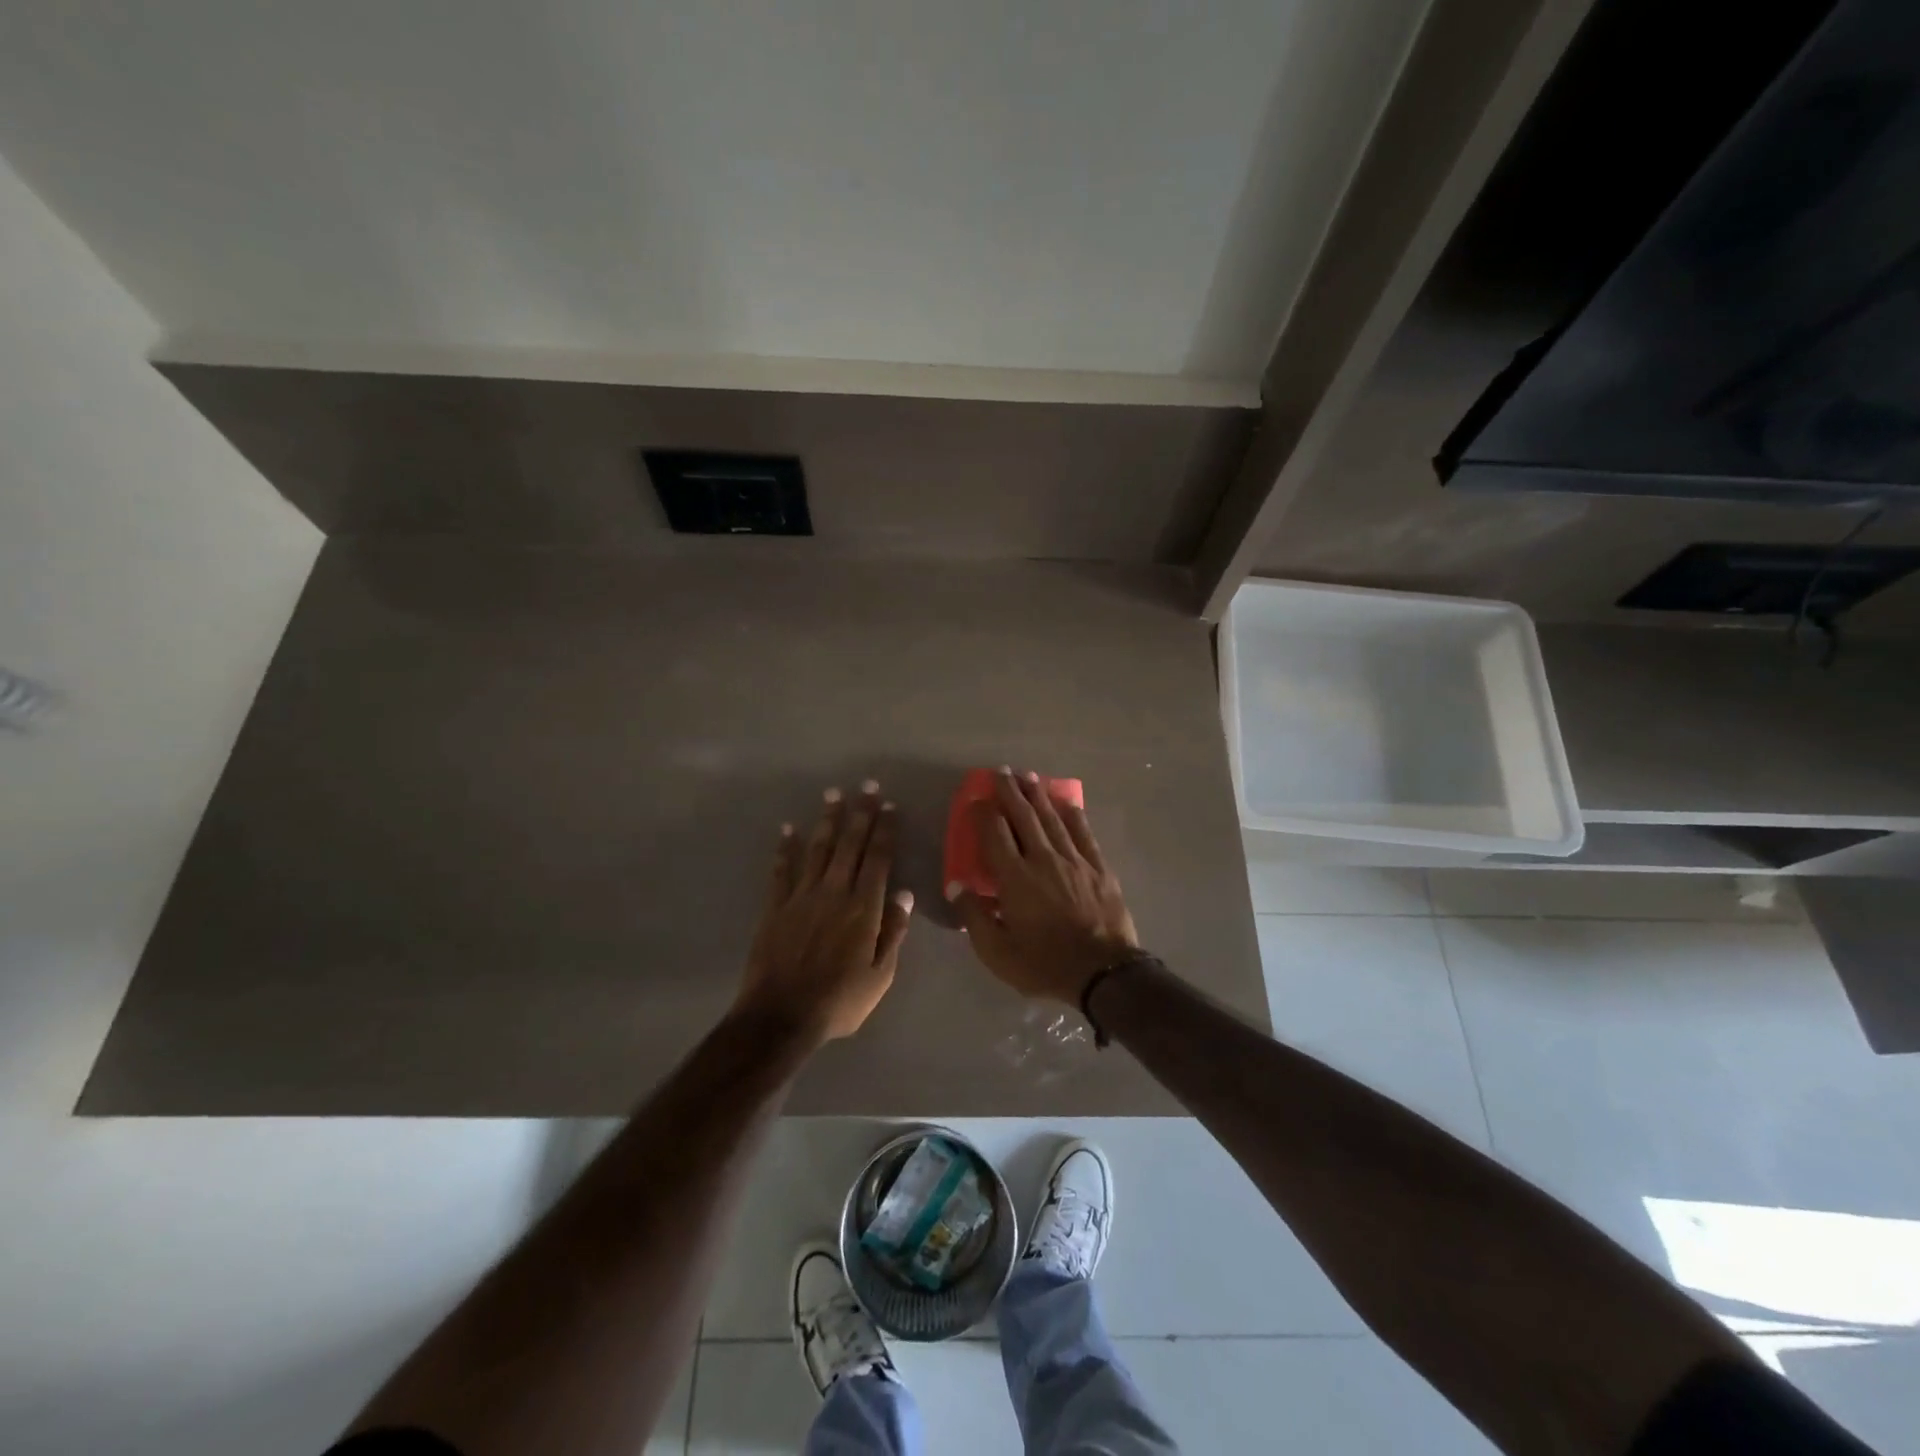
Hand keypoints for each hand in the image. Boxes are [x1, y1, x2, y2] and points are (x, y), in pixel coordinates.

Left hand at [735, 781, 913, 1043]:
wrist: (781, 1016)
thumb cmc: (840, 1001)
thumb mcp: (880, 975)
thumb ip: (893, 932)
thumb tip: (905, 895)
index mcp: (863, 908)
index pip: (877, 859)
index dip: (884, 831)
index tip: (889, 806)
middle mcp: (834, 893)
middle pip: (849, 845)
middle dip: (860, 813)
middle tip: (866, 786)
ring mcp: (802, 897)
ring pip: (817, 849)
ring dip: (827, 821)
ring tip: (833, 794)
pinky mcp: (776, 907)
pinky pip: (782, 871)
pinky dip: (784, 849)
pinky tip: (787, 829)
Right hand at [947, 767, 1137, 1004]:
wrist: (1104, 973)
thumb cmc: (1044, 964)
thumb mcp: (997, 952)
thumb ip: (974, 916)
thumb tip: (956, 885)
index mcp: (1015, 878)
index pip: (995, 834)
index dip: (984, 813)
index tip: (976, 798)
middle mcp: (1043, 859)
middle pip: (1024, 816)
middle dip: (1010, 791)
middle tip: (1002, 771)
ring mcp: (1074, 860)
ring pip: (1053, 819)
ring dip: (1038, 795)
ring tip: (1028, 775)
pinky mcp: (1099, 868)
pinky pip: (1084, 833)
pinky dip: (1074, 815)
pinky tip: (1067, 802)